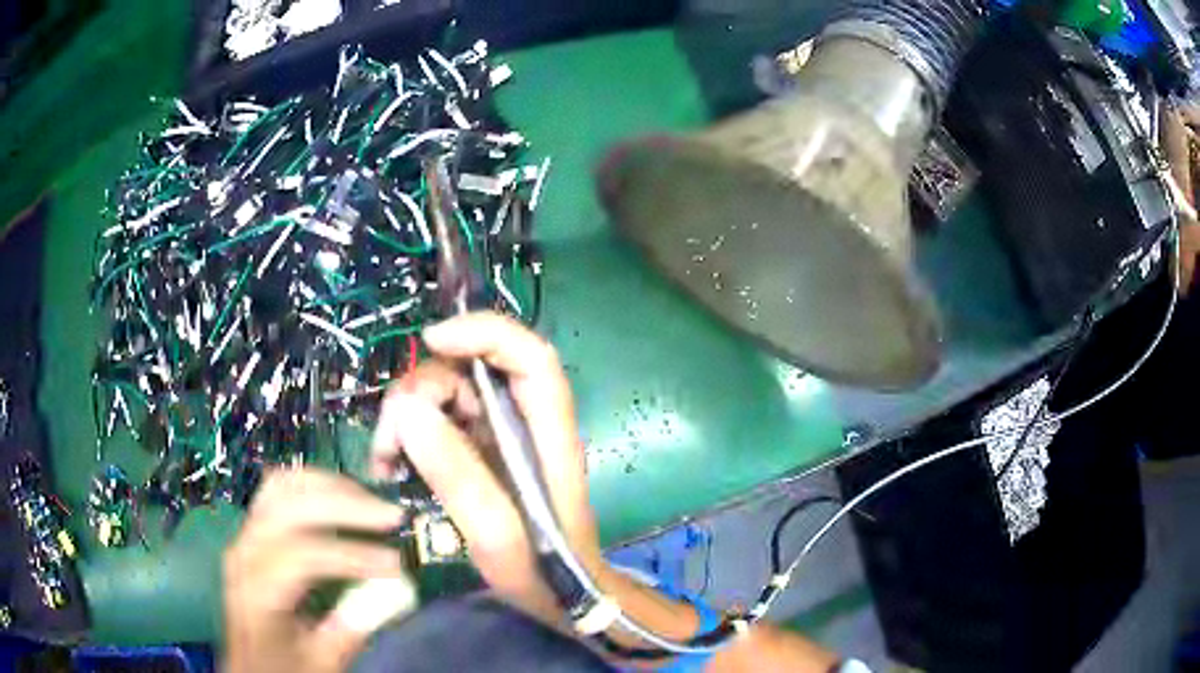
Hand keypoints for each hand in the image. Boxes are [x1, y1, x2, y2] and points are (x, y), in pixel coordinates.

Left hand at [223, 469, 411, 672]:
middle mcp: (245, 552)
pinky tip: (340, 497)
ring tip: (370, 503)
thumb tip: (395, 592)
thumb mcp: (321, 661)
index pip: (302, 555)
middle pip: (289, 506)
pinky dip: (313, 485)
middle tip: (392, 517)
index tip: (396, 565)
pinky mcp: (253, 529)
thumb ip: (354, 627)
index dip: (352, 554)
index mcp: (257, 591)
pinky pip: (279, 490)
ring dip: (330, 487)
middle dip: (344, 505)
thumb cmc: (283, 666)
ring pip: (283, 486)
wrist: (248, 661)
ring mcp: (245, 535)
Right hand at [370, 312, 601, 622]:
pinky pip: (438, 422)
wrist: (560, 597)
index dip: (483, 332)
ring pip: (447, 394)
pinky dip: (410, 436)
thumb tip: (408, 410)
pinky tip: (392, 467)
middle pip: (472, 371)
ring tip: (386, 463)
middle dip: (421, 392)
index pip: (529, 355)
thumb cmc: (541, 571)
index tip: (431, 341)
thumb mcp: (496, 534)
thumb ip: (457, 474)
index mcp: (547, 432)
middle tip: (389, 443)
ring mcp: (501, 434)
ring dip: (406, 418)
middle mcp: (525, 421)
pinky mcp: (481, 450)